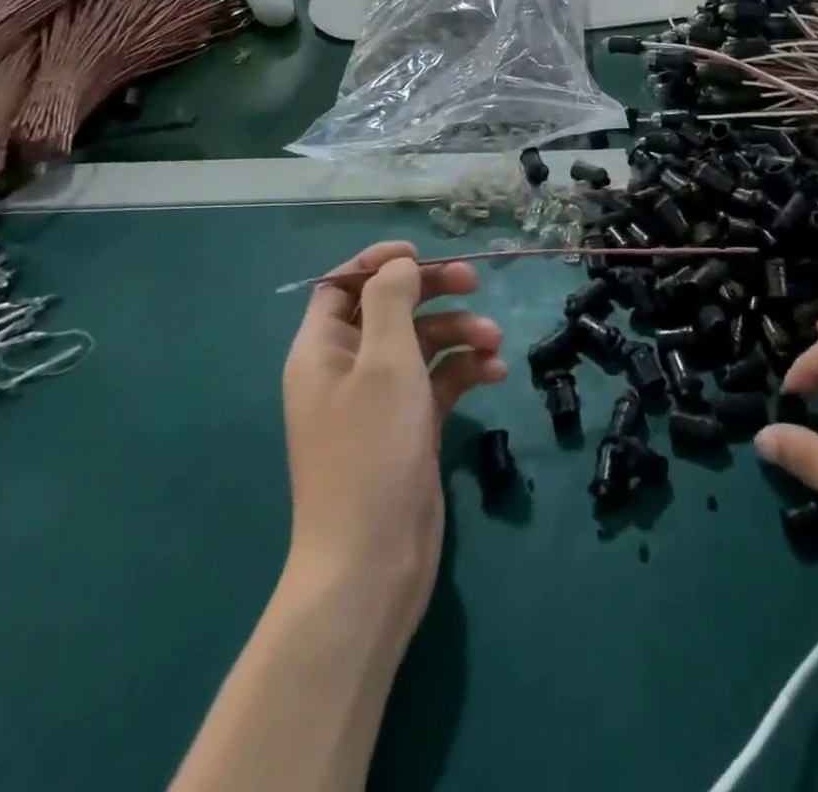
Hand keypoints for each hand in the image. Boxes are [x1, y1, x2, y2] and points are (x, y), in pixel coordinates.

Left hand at [282, 241, 505, 639]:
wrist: (372, 563)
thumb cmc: (372, 451)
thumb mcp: (384, 363)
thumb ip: (392, 302)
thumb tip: (399, 264)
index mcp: (322, 350)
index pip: (342, 285)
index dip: (378, 263)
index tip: (421, 254)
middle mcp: (347, 370)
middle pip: (390, 309)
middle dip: (432, 291)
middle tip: (475, 282)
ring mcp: (380, 401)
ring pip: (421, 344)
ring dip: (458, 333)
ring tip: (494, 342)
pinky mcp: (409, 428)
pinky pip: (438, 382)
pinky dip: (465, 371)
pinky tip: (495, 374)